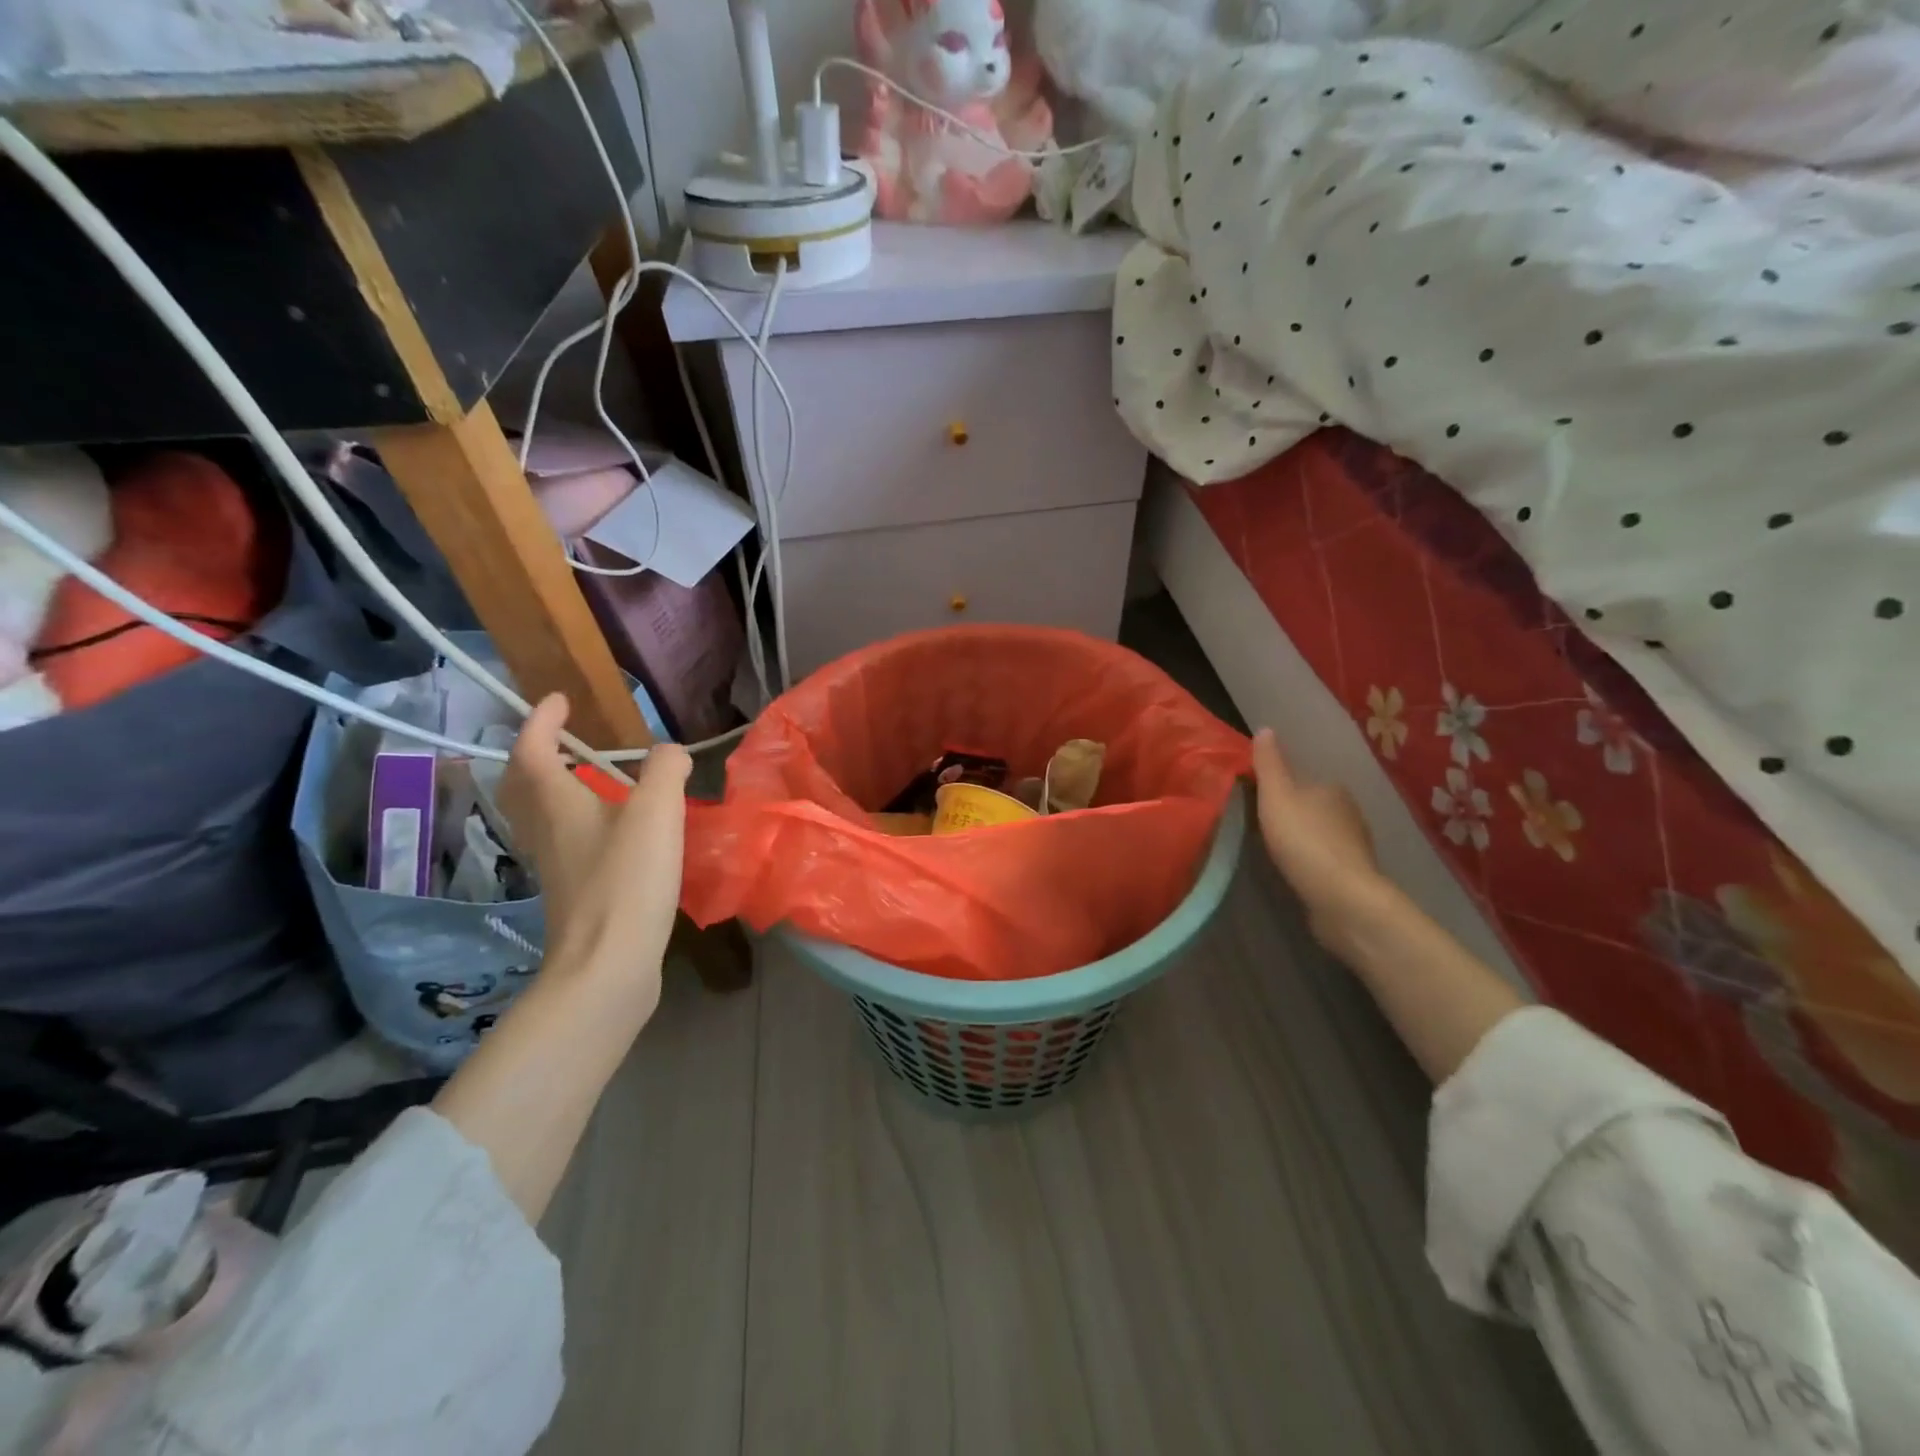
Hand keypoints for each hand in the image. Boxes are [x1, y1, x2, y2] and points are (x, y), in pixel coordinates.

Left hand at [499, 695, 690, 1015]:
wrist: (607, 964)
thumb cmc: (626, 879)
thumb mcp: (657, 812)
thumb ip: (666, 771)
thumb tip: (670, 752)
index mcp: (556, 803)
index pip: (531, 749)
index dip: (541, 720)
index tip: (560, 699)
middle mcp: (545, 830)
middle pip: (522, 785)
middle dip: (535, 754)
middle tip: (562, 739)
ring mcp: (555, 864)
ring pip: (540, 815)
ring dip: (554, 788)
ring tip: (592, 779)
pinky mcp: (572, 891)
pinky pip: (564, 840)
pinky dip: (578, 821)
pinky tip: (614, 831)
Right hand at [1250, 728, 1387, 946]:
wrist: (1341, 897)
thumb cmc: (1304, 840)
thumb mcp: (1276, 796)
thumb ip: (1269, 764)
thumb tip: (1265, 728)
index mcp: (1331, 788)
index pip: (1301, 781)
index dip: (1279, 790)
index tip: (1257, 804)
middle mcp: (1349, 811)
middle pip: (1313, 806)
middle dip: (1293, 815)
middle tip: (1263, 829)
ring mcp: (1356, 844)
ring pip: (1322, 833)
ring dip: (1304, 839)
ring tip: (1277, 852)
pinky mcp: (1355, 874)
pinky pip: (1327, 859)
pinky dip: (1313, 861)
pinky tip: (1298, 871)